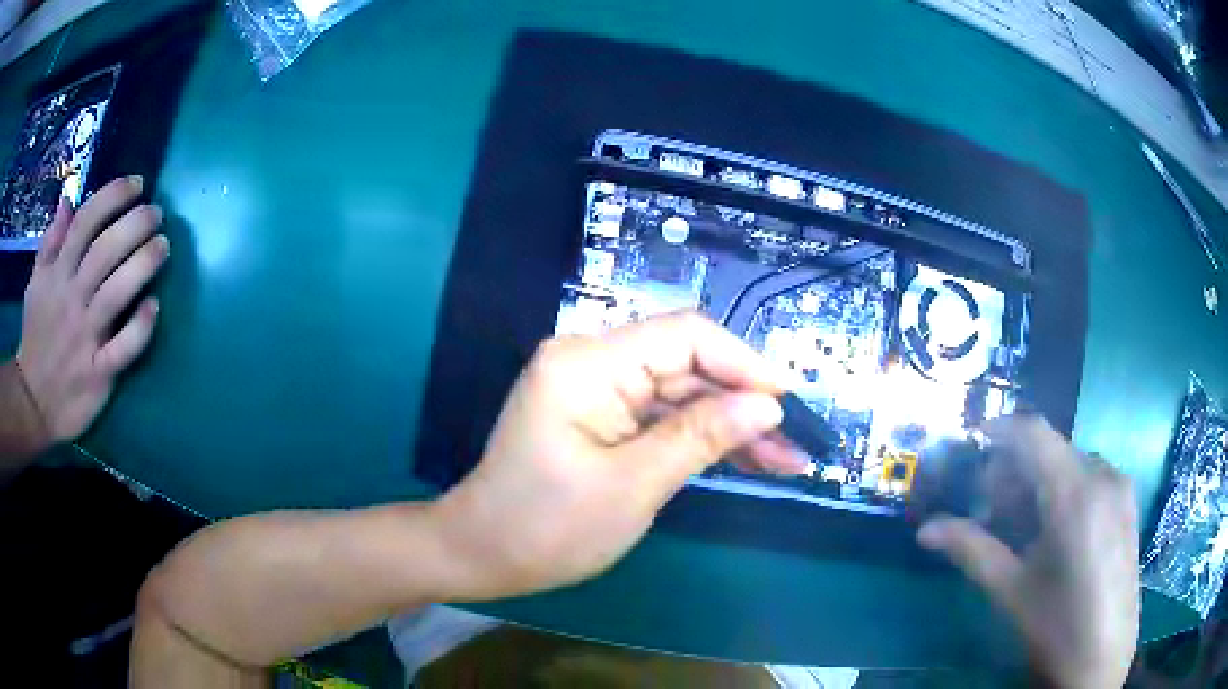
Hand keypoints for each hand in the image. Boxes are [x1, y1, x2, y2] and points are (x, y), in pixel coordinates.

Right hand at [17, 176, 167, 445]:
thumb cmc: (35, 335)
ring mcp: (85, 338)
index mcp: (57, 274)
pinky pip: (122, 349)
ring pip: (116, 293)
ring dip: (142, 265)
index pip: (85, 222)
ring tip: (163, 245)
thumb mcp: (36, 282)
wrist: (32, 402)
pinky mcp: (97, 374)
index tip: (137, 183)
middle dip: (134, 224)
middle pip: (104, 252)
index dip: (112, 196)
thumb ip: (50, 241)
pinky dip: (139, 328)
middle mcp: (72, 299)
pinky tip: (154, 306)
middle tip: (156, 212)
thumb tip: (68, 197)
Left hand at [431, 312, 807, 599]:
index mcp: (587, 363)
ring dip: (731, 425)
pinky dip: (701, 437)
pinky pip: (661, 416)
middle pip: (687, 365)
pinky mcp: (600, 415)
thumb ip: (701, 437)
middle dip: (745, 403)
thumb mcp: (633, 486)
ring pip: (681, 393)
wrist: (482, 554)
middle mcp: (591, 361)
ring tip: (785, 459)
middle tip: (796, 443)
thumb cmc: (546, 528)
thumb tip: (767, 405)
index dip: (744, 363)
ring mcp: (595, 389)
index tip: (789, 401)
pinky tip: (746, 458)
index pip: (684, 336)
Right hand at [917, 416, 1138, 688]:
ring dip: (1041, 482)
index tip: (972, 443)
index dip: (1000, 429)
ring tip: (1022, 527)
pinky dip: (1065, 491)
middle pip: (1052, 449)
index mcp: (1075, 493)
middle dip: (1017, 469)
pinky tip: (1055, 534)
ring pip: (1072, 463)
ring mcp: (1121, 488)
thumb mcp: (1011, 591)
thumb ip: (971, 550)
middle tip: (990, 507)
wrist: (1103, 660)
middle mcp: (1103, 475)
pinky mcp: (1128, 504)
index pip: (1033, 433)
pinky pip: (1092, 478)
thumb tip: (925, 530)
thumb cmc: (1057, 628)